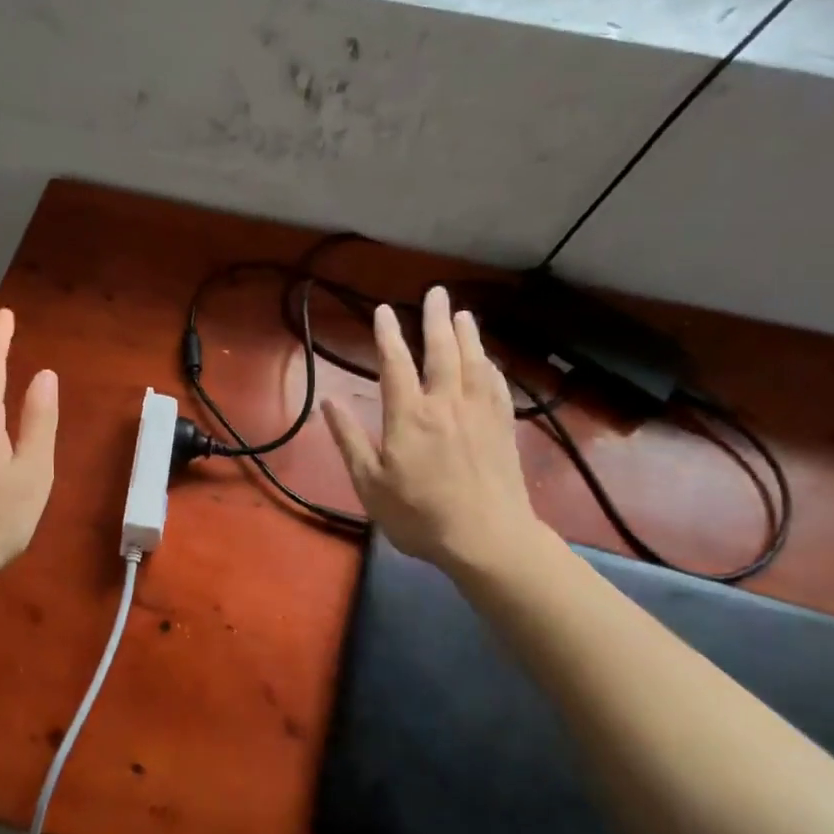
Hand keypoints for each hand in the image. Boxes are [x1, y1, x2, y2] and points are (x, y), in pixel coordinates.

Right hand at [321, 286, 546, 576]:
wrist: (488, 540)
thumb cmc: (420, 516)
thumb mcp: (370, 484)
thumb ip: (350, 440)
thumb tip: (330, 402)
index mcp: (409, 415)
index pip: (396, 364)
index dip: (388, 335)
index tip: (384, 311)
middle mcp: (446, 404)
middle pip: (442, 352)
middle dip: (437, 319)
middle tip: (436, 293)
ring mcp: (479, 414)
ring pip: (474, 362)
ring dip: (468, 335)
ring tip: (464, 314)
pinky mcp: (503, 428)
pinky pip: (498, 386)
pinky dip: (491, 366)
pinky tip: (489, 360)